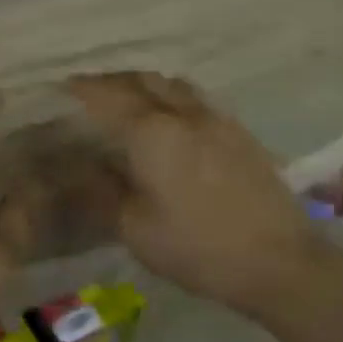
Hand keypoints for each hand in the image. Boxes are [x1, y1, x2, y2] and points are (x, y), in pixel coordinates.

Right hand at [66, 71, 322, 318]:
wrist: (280, 261)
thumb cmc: (199, 248)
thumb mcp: (137, 229)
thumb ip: (105, 192)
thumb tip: (84, 168)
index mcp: (152, 133)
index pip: (107, 97)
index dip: (82, 88)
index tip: (62, 86)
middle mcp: (183, 114)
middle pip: (142, 80)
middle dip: (112, 80)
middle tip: (91, 91)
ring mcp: (216, 119)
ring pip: (172, 85)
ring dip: (145, 84)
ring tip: (129, 99)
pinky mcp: (239, 132)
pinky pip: (196, 99)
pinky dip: (173, 97)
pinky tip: (172, 120)